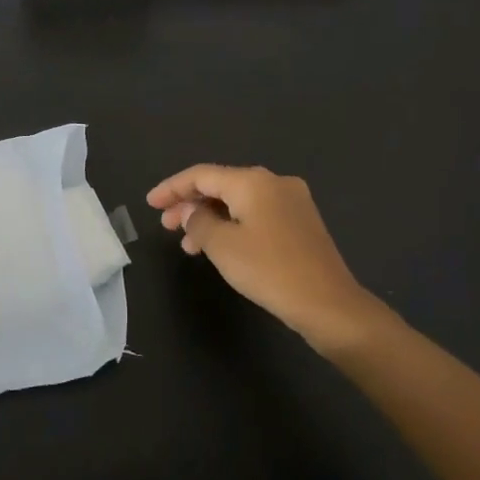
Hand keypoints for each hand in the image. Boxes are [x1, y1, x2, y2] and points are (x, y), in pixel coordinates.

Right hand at [146, 164, 380, 352]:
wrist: (329, 305)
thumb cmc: (270, 270)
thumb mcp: (222, 246)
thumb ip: (198, 222)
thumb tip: (191, 212)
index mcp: (253, 181)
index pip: (202, 175)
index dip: (172, 187)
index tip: (150, 203)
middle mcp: (274, 182)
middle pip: (221, 185)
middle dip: (190, 203)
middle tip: (166, 225)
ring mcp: (292, 202)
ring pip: (239, 202)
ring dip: (210, 218)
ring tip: (189, 245)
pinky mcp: (301, 223)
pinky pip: (256, 214)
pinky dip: (233, 225)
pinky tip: (220, 246)